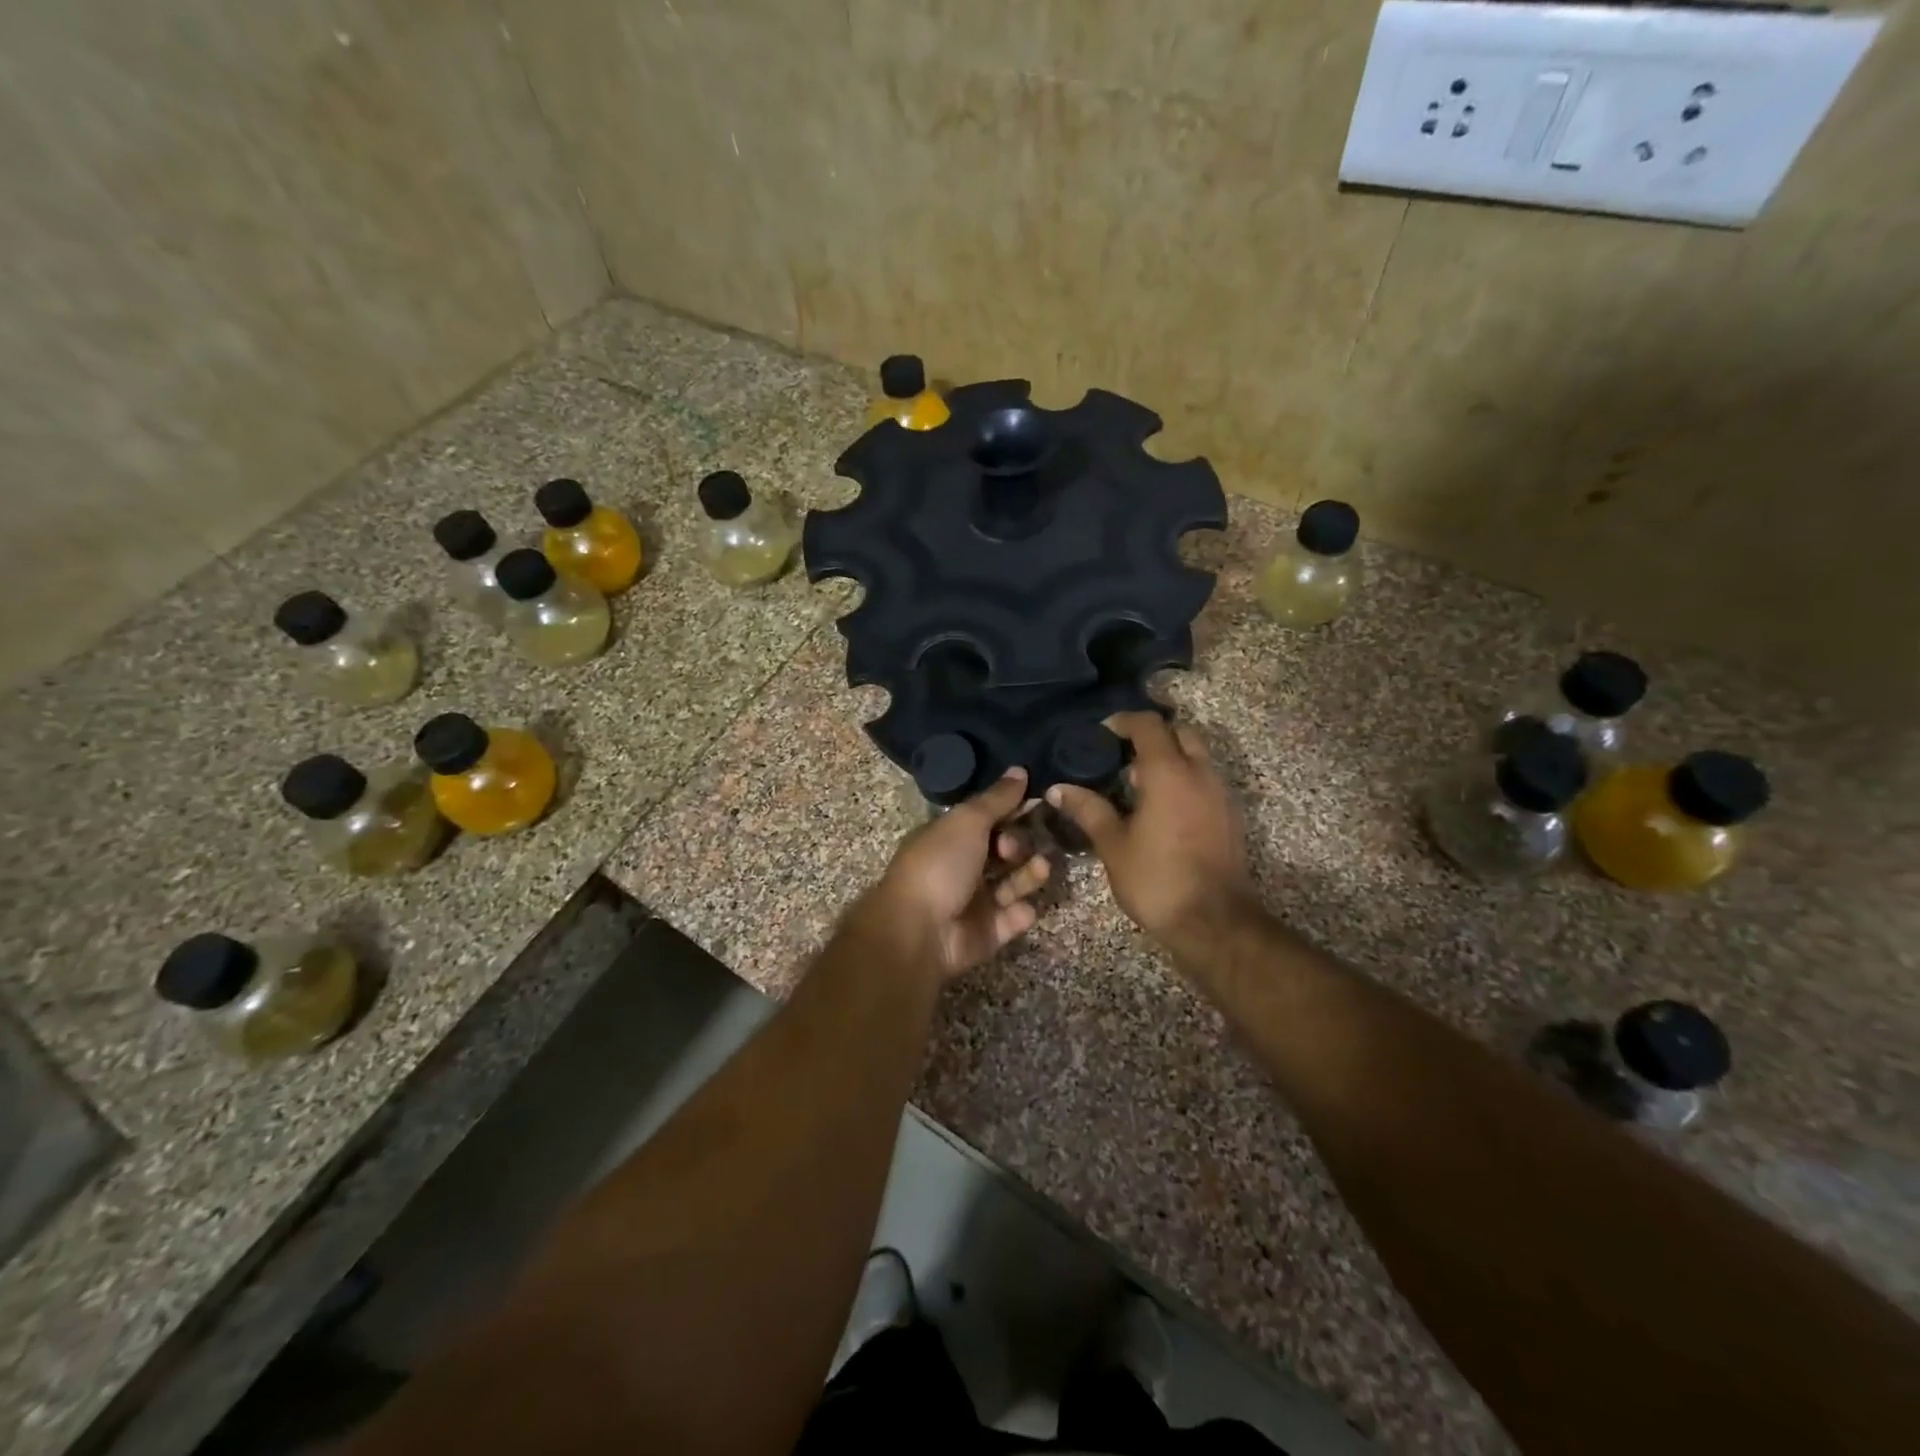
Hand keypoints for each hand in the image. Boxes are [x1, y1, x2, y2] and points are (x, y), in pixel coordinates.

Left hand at [862, 769, 1051, 979]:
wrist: (918, 932)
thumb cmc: (939, 866)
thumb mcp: (967, 822)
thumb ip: (997, 799)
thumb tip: (1019, 769)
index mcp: (950, 838)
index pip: (988, 819)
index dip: (1012, 811)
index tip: (1039, 802)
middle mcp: (962, 867)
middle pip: (1004, 851)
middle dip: (1019, 844)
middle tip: (1013, 848)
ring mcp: (975, 902)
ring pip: (1013, 883)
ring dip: (1029, 874)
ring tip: (1040, 868)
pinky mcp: (987, 933)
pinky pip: (1012, 918)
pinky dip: (1020, 913)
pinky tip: (1022, 908)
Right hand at [1047, 712, 1253, 943]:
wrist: (1215, 922)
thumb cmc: (1157, 880)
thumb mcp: (1113, 845)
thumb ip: (1088, 810)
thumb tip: (1058, 789)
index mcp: (1169, 772)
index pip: (1148, 724)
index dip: (1122, 722)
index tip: (1099, 735)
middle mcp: (1200, 773)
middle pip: (1179, 732)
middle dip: (1151, 735)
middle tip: (1121, 757)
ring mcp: (1220, 794)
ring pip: (1197, 756)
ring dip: (1170, 758)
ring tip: (1137, 785)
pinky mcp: (1230, 816)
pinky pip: (1206, 780)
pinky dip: (1184, 779)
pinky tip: (1161, 810)